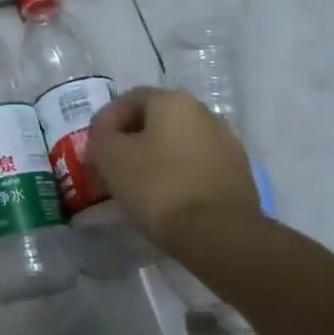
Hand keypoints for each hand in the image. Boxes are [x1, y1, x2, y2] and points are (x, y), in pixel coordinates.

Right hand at [87, 88, 261, 244]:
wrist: (218, 235)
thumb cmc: (157, 186)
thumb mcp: (110, 156)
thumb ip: (101, 136)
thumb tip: (106, 134)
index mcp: (173, 101)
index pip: (129, 100)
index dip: (106, 121)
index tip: (94, 147)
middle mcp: (205, 113)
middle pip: (157, 119)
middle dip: (132, 138)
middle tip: (112, 163)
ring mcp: (227, 143)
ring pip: (179, 142)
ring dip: (157, 155)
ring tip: (139, 183)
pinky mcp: (239, 173)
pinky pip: (197, 164)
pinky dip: (179, 173)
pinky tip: (167, 196)